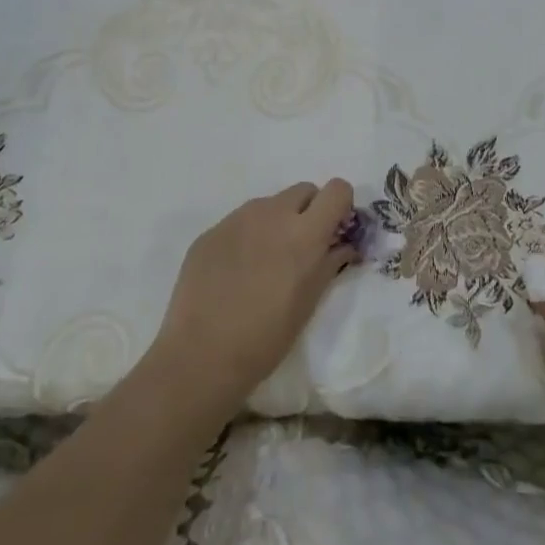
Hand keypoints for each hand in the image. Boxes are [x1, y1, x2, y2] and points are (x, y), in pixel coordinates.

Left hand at [145, 180, 354, 419]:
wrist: (201, 355)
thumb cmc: (266, 337)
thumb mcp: (309, 302)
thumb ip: (330, 262)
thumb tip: (343, 244)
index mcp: (304, 232)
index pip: (336, 189)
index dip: (340, 206)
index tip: (334, 229)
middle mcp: (272, 213)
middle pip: (303, 190)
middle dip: (310, 211)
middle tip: (302, 247)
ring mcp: (237, 218)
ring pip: (270, 204)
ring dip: (277, 222)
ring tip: (265, 262)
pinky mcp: (211, 231)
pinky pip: (240, 222)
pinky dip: (247, 236)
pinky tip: (236, 272)